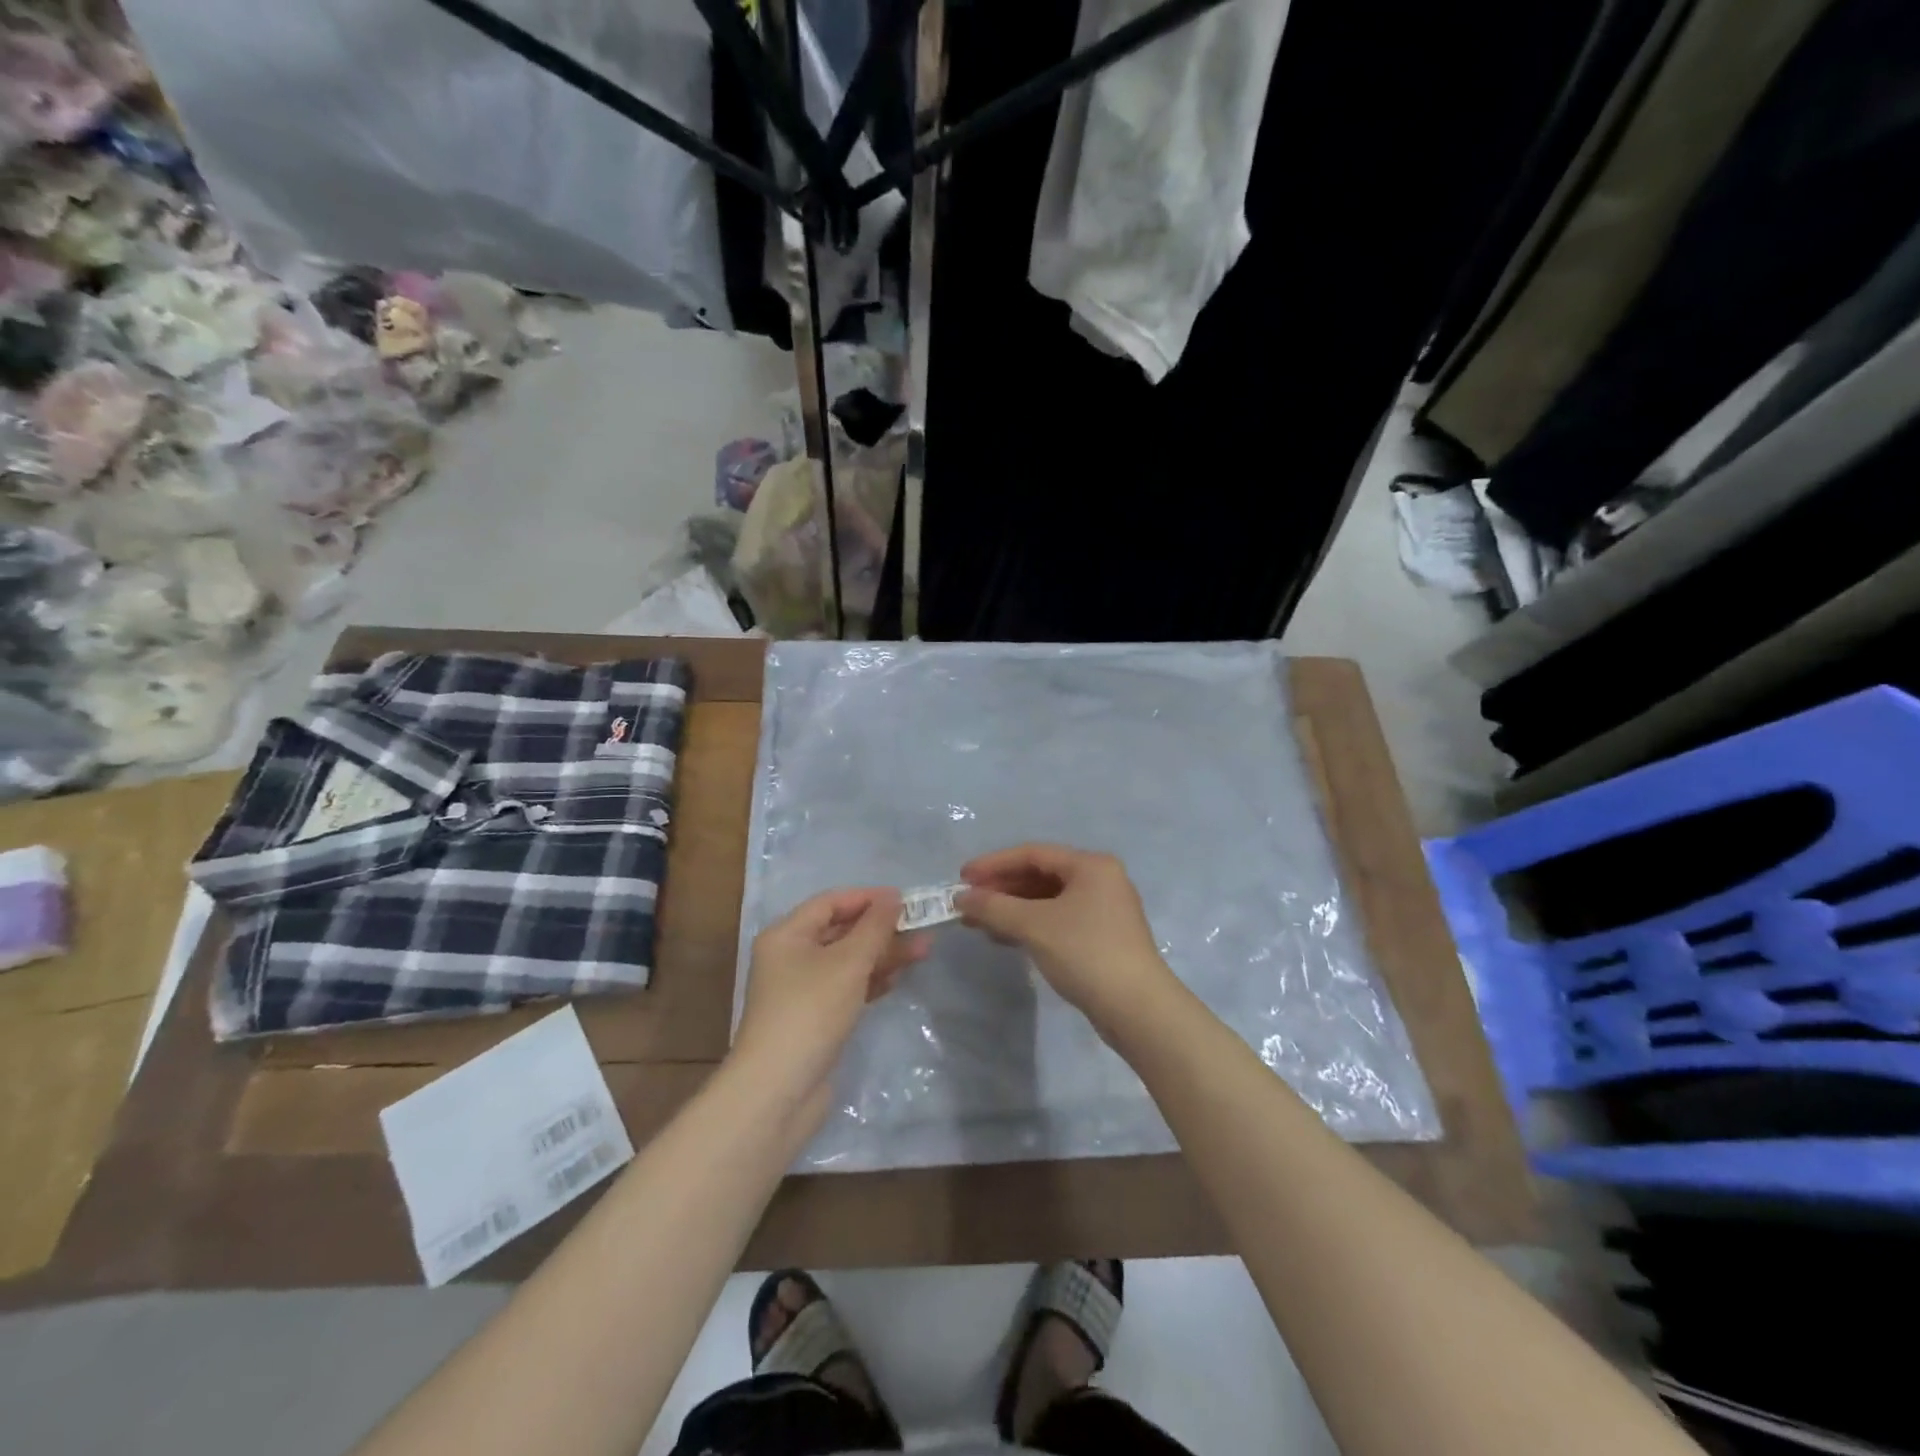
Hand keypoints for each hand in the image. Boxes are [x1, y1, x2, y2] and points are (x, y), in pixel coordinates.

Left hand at [731, 888, 928, 1132]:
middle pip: (841, 932)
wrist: (779, 1090)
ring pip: (847, 961)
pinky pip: (846, 987)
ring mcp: (801, 991)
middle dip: (881, 929)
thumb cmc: (810, 1011)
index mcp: (786, 935)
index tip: (905, 899)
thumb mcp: (848, 962)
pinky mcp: (814, 1019)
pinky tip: (896, 979)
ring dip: (882, 955)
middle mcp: (790, 957)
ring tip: (922, 952)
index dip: (867, 898)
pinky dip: (870, 980)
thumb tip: (893, 897)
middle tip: (921, 928)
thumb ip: (875, 927)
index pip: (830, 902)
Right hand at [955, 844, 1177, 1034]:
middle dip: (1001, 889)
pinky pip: (1057, 920)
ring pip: (1048, 901)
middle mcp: (1100, 880)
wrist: (1137, 1009)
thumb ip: (994, 907)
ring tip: (977, 923)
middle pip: (1040, 875)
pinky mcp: (1102, 938)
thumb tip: (961, 898)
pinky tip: (1005, 938)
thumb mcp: (1034, 926)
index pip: (1033, 854)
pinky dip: (1030, 925)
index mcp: (1091, 865)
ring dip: (1012, 909)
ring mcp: (1104, 910)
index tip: (962, 879)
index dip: (994, 864)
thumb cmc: (1085, 953)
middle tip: (968, 903)